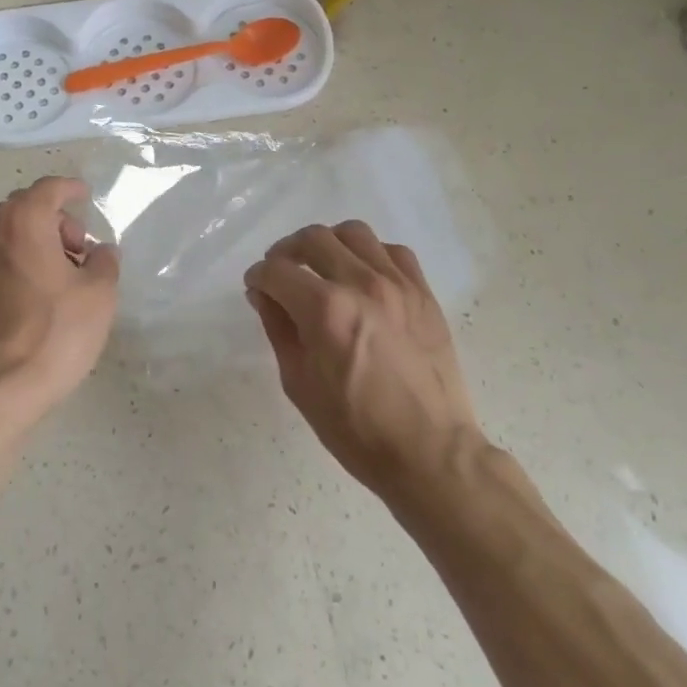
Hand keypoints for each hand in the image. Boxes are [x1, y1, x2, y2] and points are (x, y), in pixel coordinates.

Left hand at [0, 177, 120, 428]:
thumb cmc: (55, 334)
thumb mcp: (99, 295)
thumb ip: (105, 262)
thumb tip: (101, 251)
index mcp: (22, 222)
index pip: (48, 189)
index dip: (70, 188)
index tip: (85, 195)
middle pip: (23, 210)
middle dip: (53, 222)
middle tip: (77, 252)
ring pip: (3, 237)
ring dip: (30, 244)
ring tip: (55, 278)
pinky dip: (10, 267)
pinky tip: (27, 299)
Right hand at [244, 221, 481, 494]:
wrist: (430, 453)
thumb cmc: (355, 428)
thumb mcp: (299, 383)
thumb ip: (278, 328)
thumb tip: (262, 294)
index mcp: (325, 310)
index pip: (277, 270)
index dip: (258, 276)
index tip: (256, 287)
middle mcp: (361, 284)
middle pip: (313, 238)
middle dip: (286, 251)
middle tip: (281, 272)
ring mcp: (397, 285)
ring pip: (354, 233)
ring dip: (329, 243)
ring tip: (322, 265)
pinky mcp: (423, 294)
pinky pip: (393, 251)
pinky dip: (371, 254)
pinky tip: (363, 276)